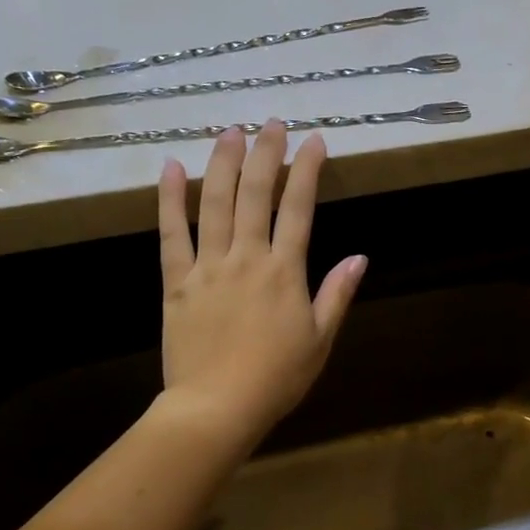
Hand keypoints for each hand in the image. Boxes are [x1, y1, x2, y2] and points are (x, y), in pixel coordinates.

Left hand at [157, 121, 366, 449]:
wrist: (217, 406)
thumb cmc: (277, 378)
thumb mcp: (320, 340)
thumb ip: (337, 295)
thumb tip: (360, 257)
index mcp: (285, 272)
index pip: (299, 209)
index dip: (307, 171)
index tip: (314, 142)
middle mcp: (247, 258)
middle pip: (256, 194)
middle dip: (266, 153)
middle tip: (271, 123)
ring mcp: (208, 266)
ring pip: (214, 203)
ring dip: (222, 163)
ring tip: (230, 131)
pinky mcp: (176, 282)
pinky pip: (171, 233)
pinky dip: (170, 199)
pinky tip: (170, 168)